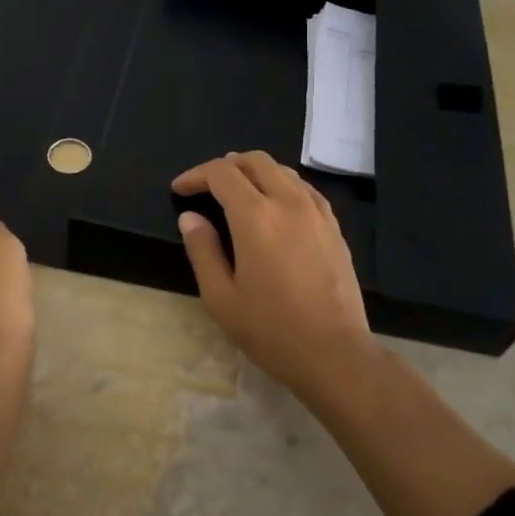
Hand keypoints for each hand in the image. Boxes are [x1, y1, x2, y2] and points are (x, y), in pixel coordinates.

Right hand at [172, 151, 372, 390]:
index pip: (221, 173)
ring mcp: (316, 212)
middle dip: (225, 166)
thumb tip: (190, 217)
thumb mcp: (221, 297)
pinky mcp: (333, 226)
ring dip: (254, 172)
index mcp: (255, 216)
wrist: (335, 354)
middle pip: (254, 161)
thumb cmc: (271, 329)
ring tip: (238, 192)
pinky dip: (281, 185)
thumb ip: (202, 250)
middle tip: (206, 186)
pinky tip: (274, 206)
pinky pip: (304, 188)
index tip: (180, 190)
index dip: (195, 175)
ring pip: (282, 170)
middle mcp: (288, 202)